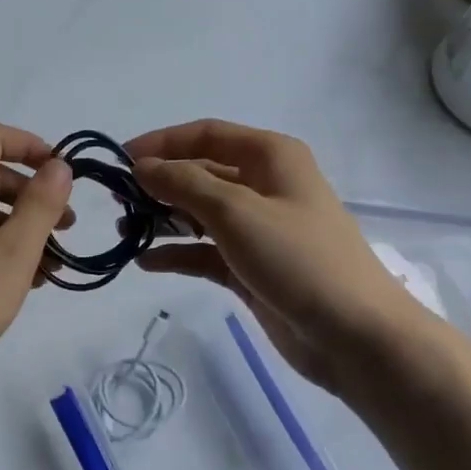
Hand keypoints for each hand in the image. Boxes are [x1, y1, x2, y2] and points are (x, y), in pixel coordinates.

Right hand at [128, 120, 417, 391]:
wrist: (353, 334)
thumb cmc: (298, 258)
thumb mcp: (236, 212)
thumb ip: (183, 183)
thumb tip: (141, 166)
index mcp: (270, 157)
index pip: (206, 135)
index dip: (162, 143)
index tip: (120, 160)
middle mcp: (264, 186)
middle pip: (200, 173)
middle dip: (159, 183)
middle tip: (117, 202)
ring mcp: (257, 229)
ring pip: (199, 213)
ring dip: (163, 219)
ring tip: (123, 231)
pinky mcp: (250, 267)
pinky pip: (204, 252)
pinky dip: (177, 253)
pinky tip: (146, 262)